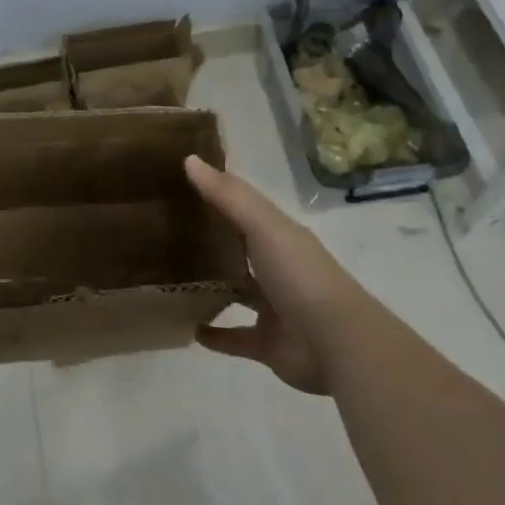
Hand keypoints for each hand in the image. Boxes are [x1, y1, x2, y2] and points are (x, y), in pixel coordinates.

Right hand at [186, 155, 364, 395]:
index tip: (182, 179)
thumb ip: (228, 195)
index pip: (244, 206)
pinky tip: (192, 329)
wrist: (337, 345)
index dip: (219, 192)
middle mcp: (277, 266)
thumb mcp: (263, 225)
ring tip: (174, 276)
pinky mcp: (267, 344)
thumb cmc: (300, 274)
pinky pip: (236, 336)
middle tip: (168, 227)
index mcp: (279, 234)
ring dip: (213, 285)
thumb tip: (189, 159)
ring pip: (237, 291)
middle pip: (240, 247)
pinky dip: (216, 335)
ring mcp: (273, 307)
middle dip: (212, 237)